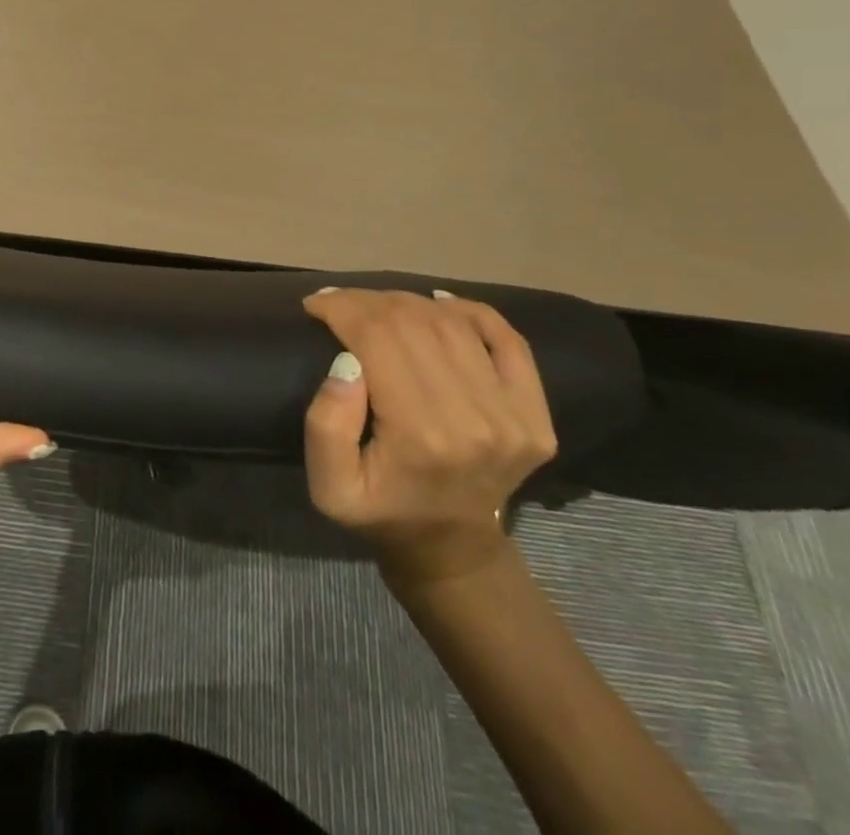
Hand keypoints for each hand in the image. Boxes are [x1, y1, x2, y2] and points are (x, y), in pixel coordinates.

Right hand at [301, 288, 557, 588]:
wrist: (451, 549)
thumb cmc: (379, 512)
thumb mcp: (329, 487)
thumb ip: (326, 427)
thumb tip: (346, 362)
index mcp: (420, 436)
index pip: (378, 338)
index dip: (341, 307)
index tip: (314, 304)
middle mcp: (474, 420)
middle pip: (415, 323)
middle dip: (367, 301)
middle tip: (339, 303)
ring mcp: (513, 416)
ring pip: (453, 324)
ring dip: (407, 302)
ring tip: (376, 307)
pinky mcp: (536, 414)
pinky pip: (509, 340)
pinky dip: (472, 311)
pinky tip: (438, 304)